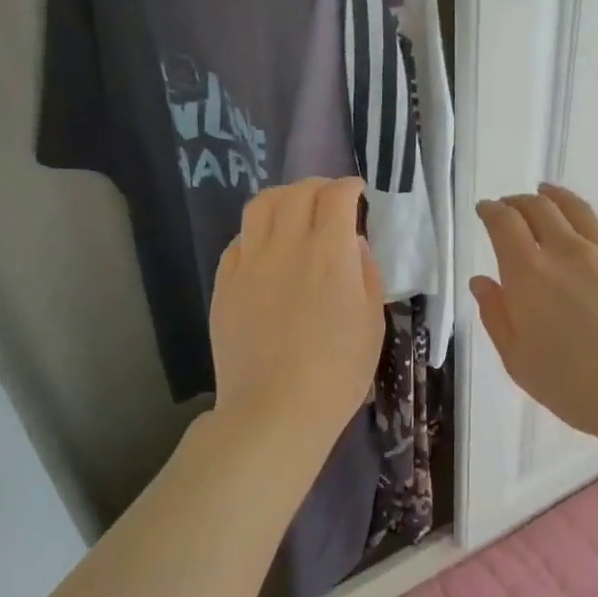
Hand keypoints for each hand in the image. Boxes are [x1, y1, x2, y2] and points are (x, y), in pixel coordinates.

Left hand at [210, 177, 383, 459]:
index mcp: (330, 253)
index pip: (336, 197)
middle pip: (297, 193)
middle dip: (318, 186)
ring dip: (283, 198)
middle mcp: (287, 246)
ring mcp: (249, 263)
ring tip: (294, 209)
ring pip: (260, 206)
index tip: (358, 192)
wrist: (276, 410)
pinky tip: (267, 246)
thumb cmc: (338, 372)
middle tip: (330, 197)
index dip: (349, 187)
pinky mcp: (225, 283)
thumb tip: (352, 243)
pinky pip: (239, 240)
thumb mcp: (372, 322)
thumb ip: (366, 272)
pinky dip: (258, 231)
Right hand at [471, 184, 597, 451]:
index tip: (484, 209)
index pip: (504, 223)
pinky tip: (584, 226)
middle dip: (518, 202)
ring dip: (553, 197)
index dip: (491, 211)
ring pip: (575, 209)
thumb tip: (482, 281)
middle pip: (539, 208)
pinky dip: (585, 218)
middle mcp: (565, 251)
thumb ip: (496, 316)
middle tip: (509, 206)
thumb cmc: (576, 386)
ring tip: (545, 193)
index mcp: (529, 273)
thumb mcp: (519, 361)